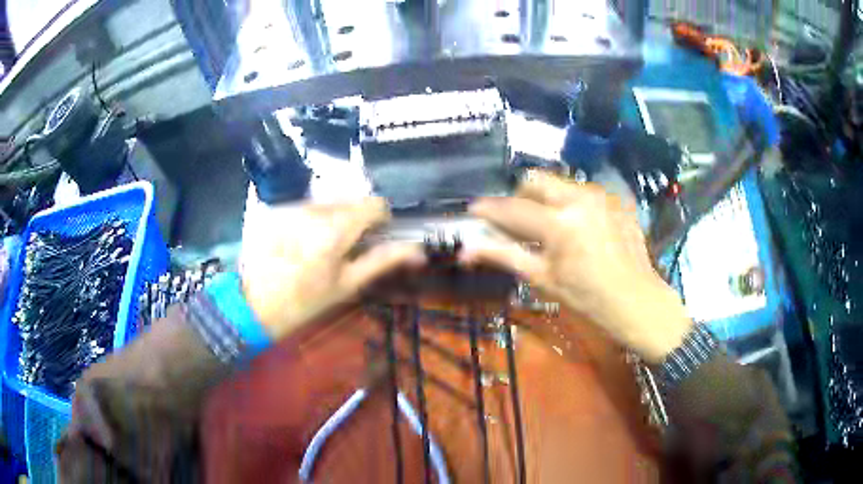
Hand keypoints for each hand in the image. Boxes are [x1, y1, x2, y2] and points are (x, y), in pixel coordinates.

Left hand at [240, 198, 424, 339]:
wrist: (254, 304)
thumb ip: (383, 261)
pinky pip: (304, 205)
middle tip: (346, 247)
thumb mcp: (347, 285)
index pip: (373, 203)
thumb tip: (418, 251)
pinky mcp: (276, 208)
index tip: (375, 236)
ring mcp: (291, 206)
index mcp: (335, 230)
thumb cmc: (305, 301)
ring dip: (333, 217)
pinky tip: (300, 241)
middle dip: (355, 218)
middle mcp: (313, 209)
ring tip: (320, 246)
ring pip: (327, 201)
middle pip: (350, 200)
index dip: (380, 217)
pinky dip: (311, 218)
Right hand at [463, 171, 691, 361]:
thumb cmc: (587, 298)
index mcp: (559, 223)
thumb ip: (504, 256)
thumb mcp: (542, 279)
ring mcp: (602, 195)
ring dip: (548, 199)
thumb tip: (466, 249)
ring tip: (553, 227)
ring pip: (561, 183)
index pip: (512, 207)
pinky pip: (584, 191)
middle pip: (535, 179)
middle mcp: (580, 198)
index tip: (474, 210)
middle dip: (520, 195)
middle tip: (519, 220)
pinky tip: (581, 228)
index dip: (489, 208)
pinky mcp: (616, 199)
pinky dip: (573, 204)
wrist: (637, 301)